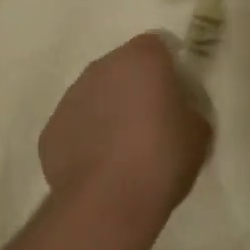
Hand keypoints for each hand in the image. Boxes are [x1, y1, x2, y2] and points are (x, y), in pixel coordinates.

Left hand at [40, 33, 210, 233]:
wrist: (107, 203)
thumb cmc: (162, 158)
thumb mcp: (199, 131)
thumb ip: (188, 109)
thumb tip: (179, 112)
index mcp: (142, 58)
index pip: (157, 46)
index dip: (167, 67)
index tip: (176, 93)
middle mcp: (102, 67)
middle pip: (123, 67)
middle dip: (135, 86)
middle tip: (152, 120)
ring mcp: (71, 97)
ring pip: (96, 94)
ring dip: (109, 110)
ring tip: (125, 148)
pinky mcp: (51, 129)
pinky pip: (76, 124)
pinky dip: (87, 137)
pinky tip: (101, 166)